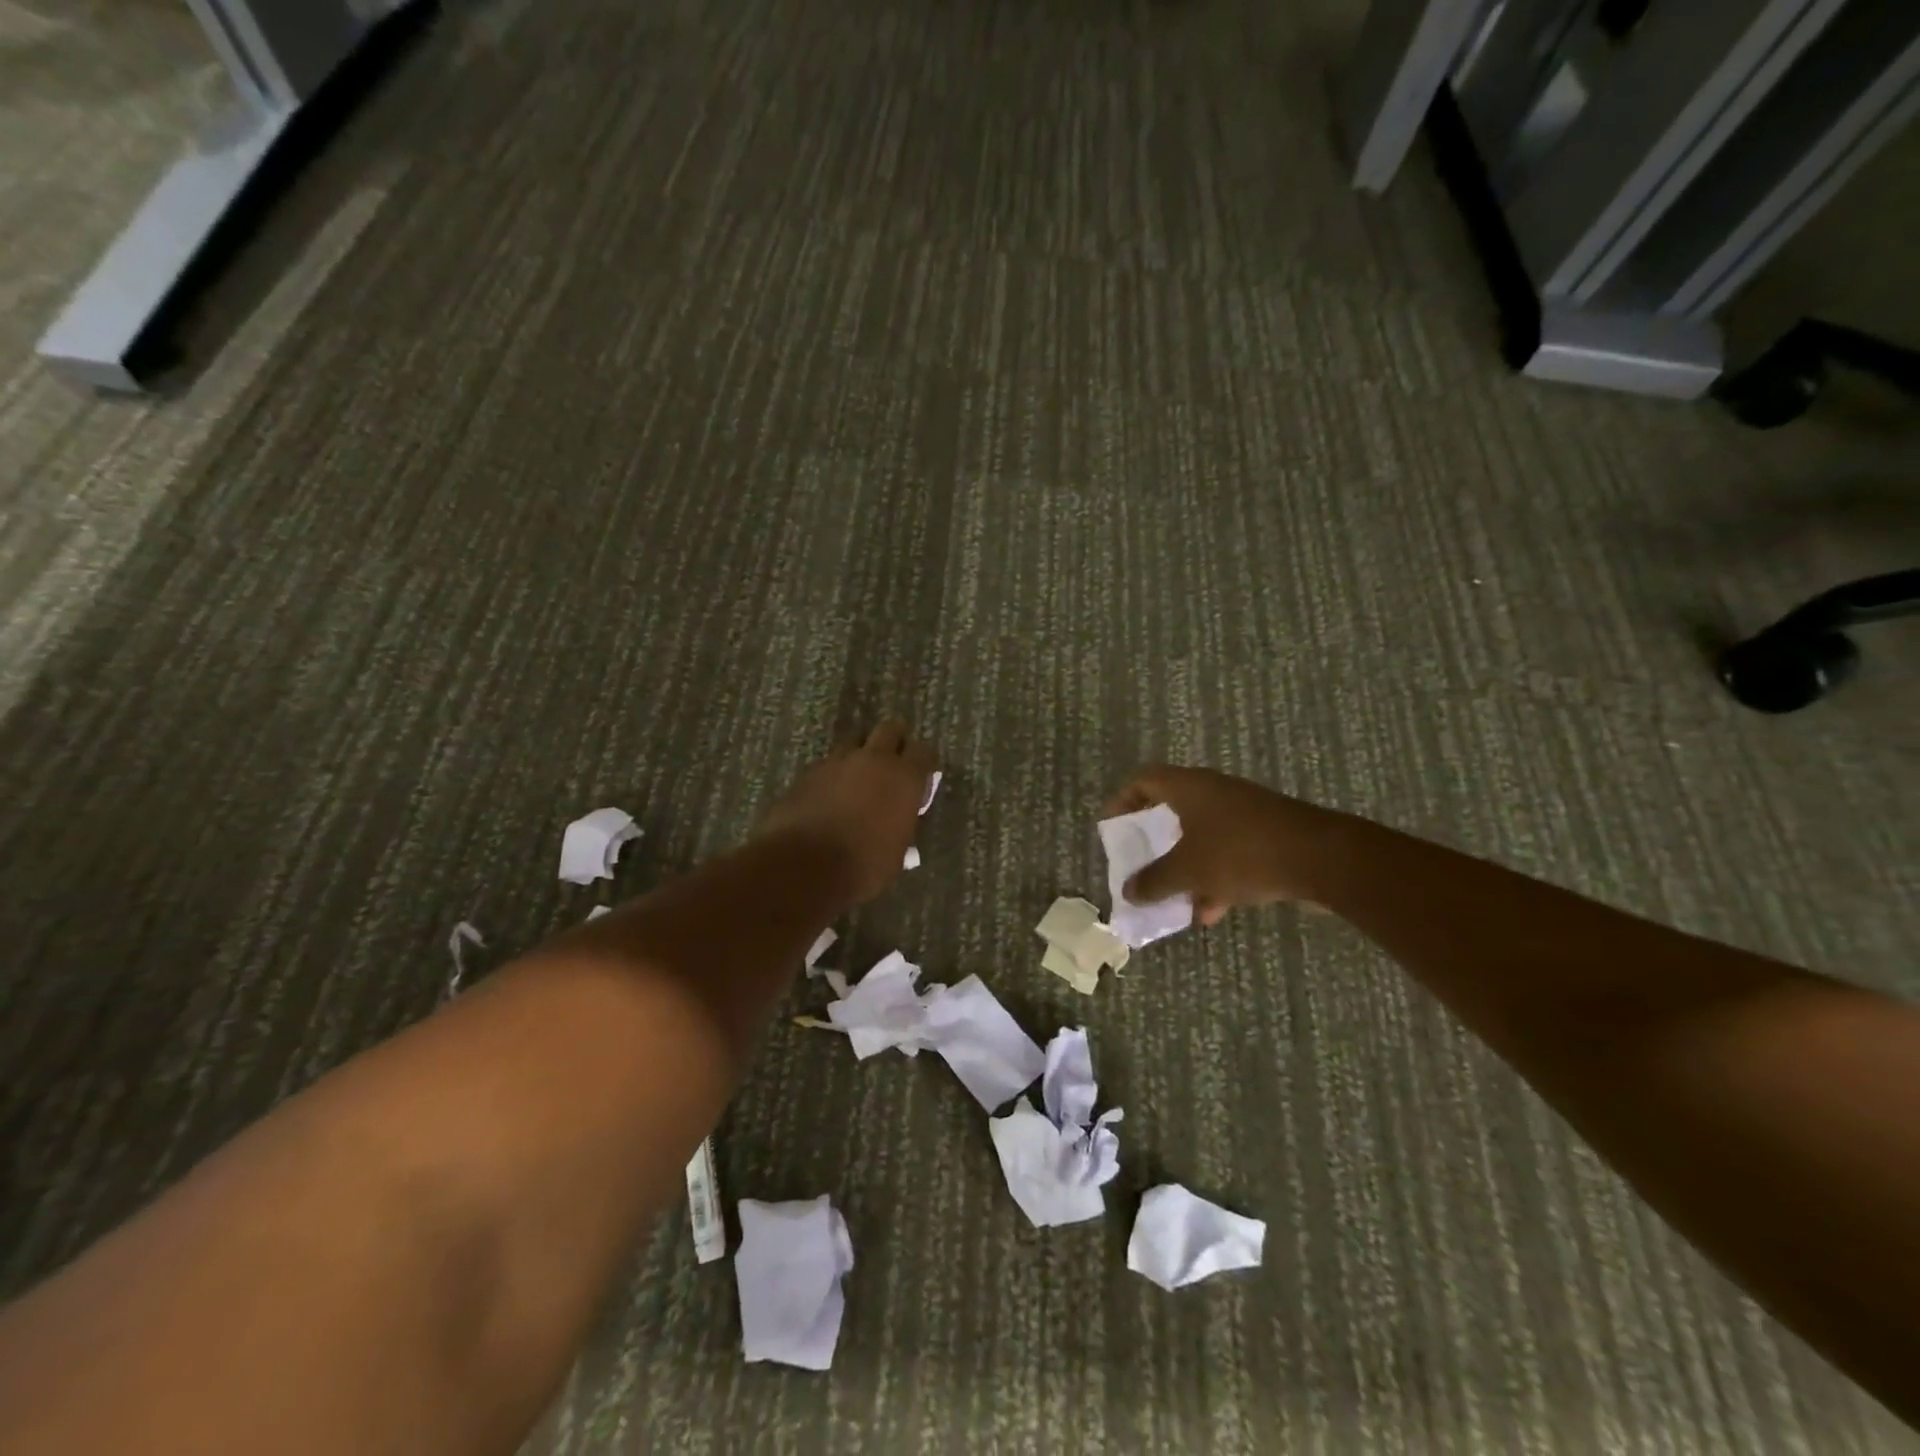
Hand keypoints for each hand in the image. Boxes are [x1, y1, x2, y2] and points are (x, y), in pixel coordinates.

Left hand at [758, 719, 938, 903]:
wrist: (802, 866)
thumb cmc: (862, 866)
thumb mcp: (896, 854)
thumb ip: (901, 828)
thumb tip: (899, 825)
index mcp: (904, 778)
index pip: (924, 751)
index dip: (924, 762)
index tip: (922, 775)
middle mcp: (873, 759)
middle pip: (889, 730)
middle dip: (894, 741)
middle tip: (893, 762)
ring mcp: (837, 762)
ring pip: (855, 742)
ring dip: (860, 755)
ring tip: (859, 779)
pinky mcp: (808, 772)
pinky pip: (828, 764)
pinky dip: (834, 774)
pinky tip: (830, 795)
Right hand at [1106, 766, 1351, 924]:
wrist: (1321, 859)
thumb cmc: (1241, 852)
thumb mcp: (1188, 870)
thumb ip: (1154, 881)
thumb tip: (1129, 891)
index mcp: (1190, 788)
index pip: (1145, 780)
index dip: (1123, 800)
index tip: (1111, 827)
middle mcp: (1215, 794)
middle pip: (1173, 810)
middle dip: (1155, 842)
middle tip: (1139, 862)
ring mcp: (1244, 814)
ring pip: (1202, 837)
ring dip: (1185, 867)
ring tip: (1172, 899)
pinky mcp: (1267, 836)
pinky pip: (1229, 854)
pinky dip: (1215, 878)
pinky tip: (1211, 911)